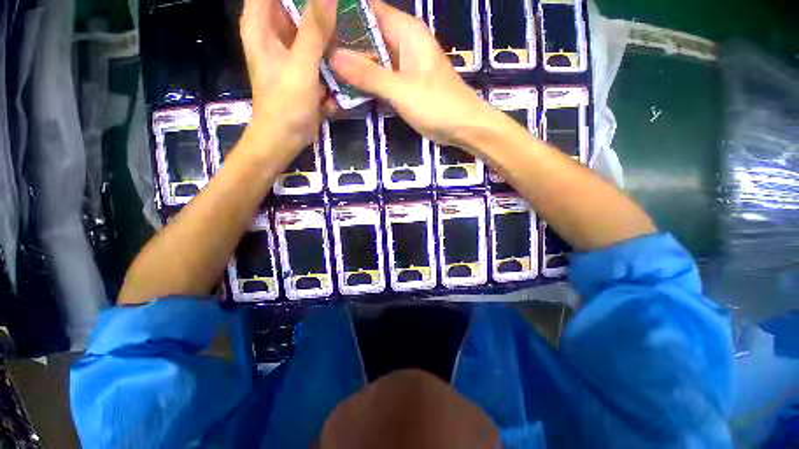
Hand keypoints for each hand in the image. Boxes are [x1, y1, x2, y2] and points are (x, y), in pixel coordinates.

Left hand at [239, 0, 337, 154]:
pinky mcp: (301, 65)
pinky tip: (343, 43)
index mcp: (261, 23)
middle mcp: (272, 30)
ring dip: (325, 22)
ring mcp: (287, 49)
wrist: (285, 138)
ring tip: (348, 20)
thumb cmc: (286, 104)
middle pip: (293, 3)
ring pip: (306, 23)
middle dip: (317, 5)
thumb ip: (314, 29)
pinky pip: (315, 44)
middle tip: (344, 6)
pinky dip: (327, 43)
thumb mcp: (301, 65)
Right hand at [329, 0, 491, 145]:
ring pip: (372, 58)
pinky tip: (347, 88)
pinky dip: (366, 81)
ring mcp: (404, 66)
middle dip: (342, 42)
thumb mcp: (402, 91)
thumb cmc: (438, 106)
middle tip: (314, 53)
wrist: (463, 127)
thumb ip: (370, 75)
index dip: (342, 13)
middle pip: (367, 34)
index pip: (368, 10)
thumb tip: (334, 57)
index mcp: (406, 32)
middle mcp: (404, 43)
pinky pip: (380, 77)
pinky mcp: (404, 85)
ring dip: (352, 64)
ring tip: (323, 68)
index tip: (317, 23)